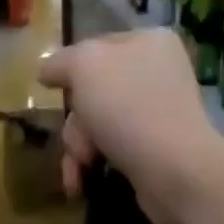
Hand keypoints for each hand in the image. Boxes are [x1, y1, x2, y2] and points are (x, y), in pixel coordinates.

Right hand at [36, 30, 222, 223]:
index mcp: (149, 41)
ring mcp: (160, 112)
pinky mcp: (157, 149)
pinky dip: (94, 163)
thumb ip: (60, 61)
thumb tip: (46, 72)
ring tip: (80, 168)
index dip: (70, 69)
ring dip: (79, 147)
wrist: (176, 172)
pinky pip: (112, 148)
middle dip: (76, 121)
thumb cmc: (128, 106)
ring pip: (98, 122)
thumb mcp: (84, 66)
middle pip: (93, 89)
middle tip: (77, 140)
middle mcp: (158, 72)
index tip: (53, 90)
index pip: (95, 46)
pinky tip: (81, 182)